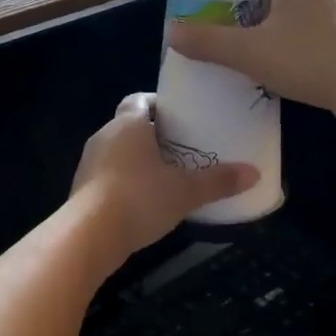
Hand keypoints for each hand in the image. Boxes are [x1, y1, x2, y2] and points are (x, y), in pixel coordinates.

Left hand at [72, 93, 257, 256]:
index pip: (140, 100)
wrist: (89, 235)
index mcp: (128, 124)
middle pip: (130, 127)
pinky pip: (108, 178)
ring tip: (167, 178)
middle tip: (183, 151)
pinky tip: (144, 203)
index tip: (181, 119)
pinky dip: (125, 184)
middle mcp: (104, 137)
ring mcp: (89, 164)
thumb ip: (218, 181)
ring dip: (138, 163)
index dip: (160, 106)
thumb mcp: (185, 191)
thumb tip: (254, 173)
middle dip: (154, 137)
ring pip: (118, 154)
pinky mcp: (82, 190)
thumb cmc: (139, 198)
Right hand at [164, 0, 335, 124]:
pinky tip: (300, 65)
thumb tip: (172, 33)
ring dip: (292, 18)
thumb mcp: (249, 53)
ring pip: (313, 3)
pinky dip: (311, 37)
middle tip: (250, 23)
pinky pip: (328, 26)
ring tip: (271, 47)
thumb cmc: (306, 56)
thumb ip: (210, 43)